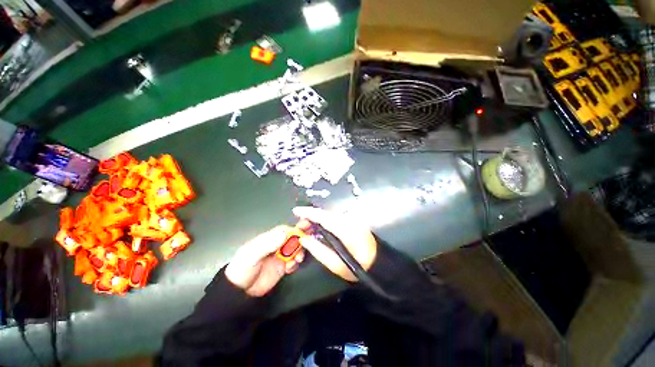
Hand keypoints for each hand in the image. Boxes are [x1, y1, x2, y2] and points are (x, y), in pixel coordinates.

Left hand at [225, 226, 304, 296]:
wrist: (239, 292)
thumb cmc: (243, 269)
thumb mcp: (252, 255)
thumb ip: (267, 244)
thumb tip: (285, 234)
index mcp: (269, 238)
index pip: (285, 230)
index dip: (296, 228)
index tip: (306, 226)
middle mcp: (277, 245)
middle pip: (293, 238)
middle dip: (301, 239)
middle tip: (308, 242)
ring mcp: (280, 256)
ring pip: (296, 249)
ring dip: (300, 252)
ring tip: (297, 259)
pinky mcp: (283, 267)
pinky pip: (294, 262)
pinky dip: (295, 263)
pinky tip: (290, 268)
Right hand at [293, 207, 376, 281]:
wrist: (379, 262)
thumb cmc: (358, 266)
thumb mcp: (336, 264)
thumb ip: (318, 250)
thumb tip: (304, 238)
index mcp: (345, 229)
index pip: (323, 216)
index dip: (308, 212)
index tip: (296, 211)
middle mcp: (348, 220)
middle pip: (325, 213)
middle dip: (311, 216)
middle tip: (300, 226)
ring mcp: (352, 219)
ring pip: (330, 214)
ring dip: (317, 218)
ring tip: (307, 227)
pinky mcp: (353, 220)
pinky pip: (335, 217)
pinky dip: (324, 220)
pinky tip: (319, 226)